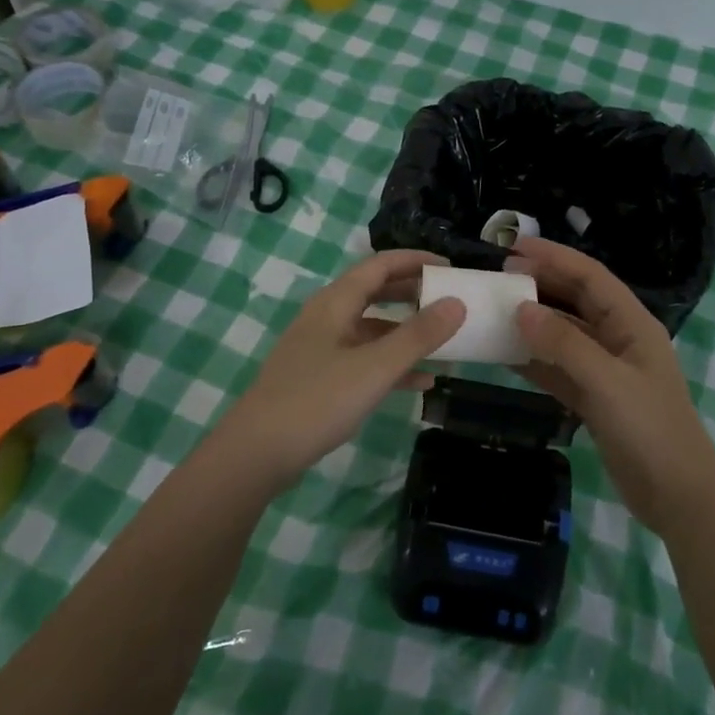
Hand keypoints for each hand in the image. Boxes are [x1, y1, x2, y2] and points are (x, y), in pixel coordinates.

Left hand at [218, 250, 465, 489]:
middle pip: (374, 293)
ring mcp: (321, 349)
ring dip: (406, 333)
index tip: (451, 269)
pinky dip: (391, 364)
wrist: (256, 453)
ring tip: (443, 343)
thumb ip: (418, 335)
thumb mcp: (375, 367)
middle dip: (412, 294)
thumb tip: (457, 303)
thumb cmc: (317, 401)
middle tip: (449, 299)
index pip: (380, 266)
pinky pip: (363, 360)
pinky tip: (420, 383)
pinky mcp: (319, 379)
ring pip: (371, 329)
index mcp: (335, 303)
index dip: (415, 261)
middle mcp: (326, 318)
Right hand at [509, 238, 714, 536]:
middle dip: (541, 284)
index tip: (514, 247)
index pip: (590, 277)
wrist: (677, 496)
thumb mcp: (606, 381)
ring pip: (564, 335)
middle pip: (576, 301)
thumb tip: (522, 308)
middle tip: (499, 277)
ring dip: (533, 322)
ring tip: (495, 310)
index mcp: (632, 324)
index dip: (555, 257)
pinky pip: (558, 369)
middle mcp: (619, 339)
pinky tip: (504, 355)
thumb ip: (564, 343)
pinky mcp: (594, 398)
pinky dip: (534, 360)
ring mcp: (606, 370)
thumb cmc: (650, 429)